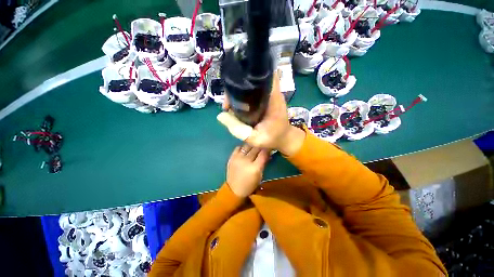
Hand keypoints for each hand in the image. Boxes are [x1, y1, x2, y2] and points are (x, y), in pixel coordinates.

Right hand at [219, 72, 305, 155]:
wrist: (284, 139)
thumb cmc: (273, 139)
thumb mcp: (256, 139)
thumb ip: (240, 130)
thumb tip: (221, 116)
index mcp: (273, 100)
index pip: (265, 75)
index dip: (250, 74)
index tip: (235, 83)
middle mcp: (272, 94)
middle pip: (254, 79)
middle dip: (239, 85)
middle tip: (228, 98)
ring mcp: (269, 96)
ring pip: (252, 86)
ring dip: (240, 91)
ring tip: (230, 102)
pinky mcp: (266, 100)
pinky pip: (253, 93)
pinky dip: (244, 96)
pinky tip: (236, 104)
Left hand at [227, 145, 269, 197]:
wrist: (234, 189)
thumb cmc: (250, 184)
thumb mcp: (260, 175)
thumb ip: (263, 163)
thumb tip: (268, 154)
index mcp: (255, 167)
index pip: (263, 153)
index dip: (267, 149)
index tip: (269, 147)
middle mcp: (246, 161)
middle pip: (256, 148)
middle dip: (261, 146)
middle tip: (263, 146)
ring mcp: (237, 158)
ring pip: (247, 146)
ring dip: (252, 146)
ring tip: (254, 147)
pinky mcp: (231, 157)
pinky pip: (238, 148)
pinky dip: (243, 148)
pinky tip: (245, 150)